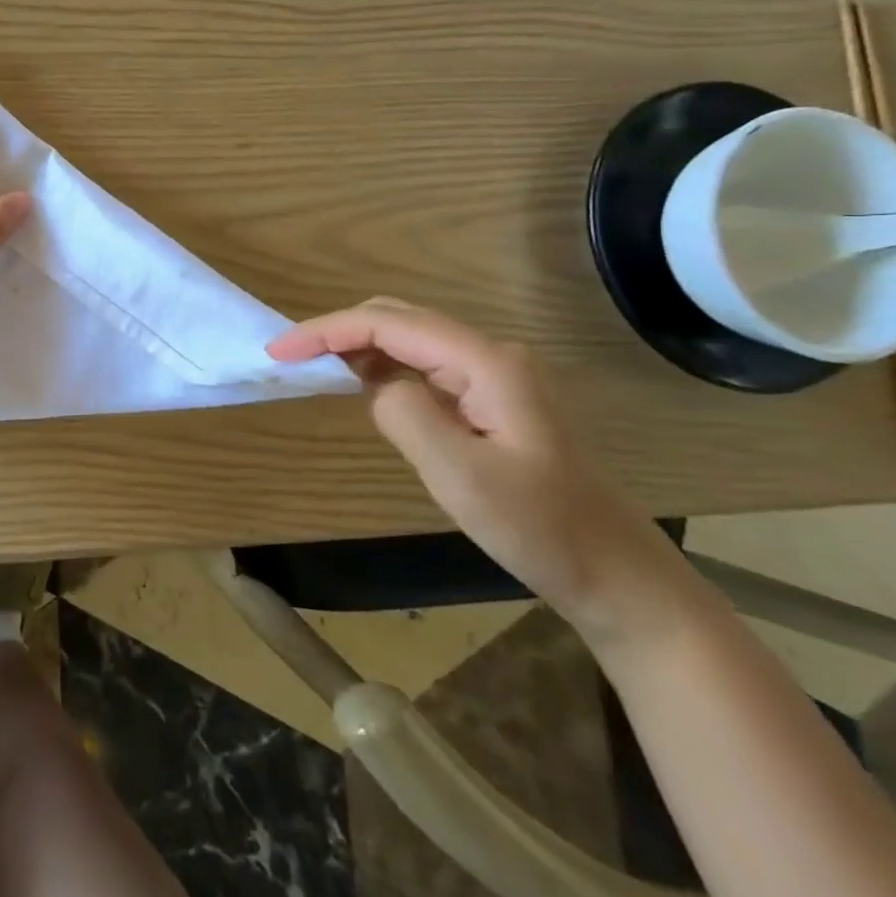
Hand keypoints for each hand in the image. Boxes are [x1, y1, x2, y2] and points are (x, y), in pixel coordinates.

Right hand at [267, 299, 695, 646]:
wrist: (616, 577)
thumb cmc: (540, 528)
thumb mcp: (459, 475)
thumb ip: (403, 414)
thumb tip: (373, 386)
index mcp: (485, 362)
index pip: (388, 324)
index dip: (327, 330)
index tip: (278, 351)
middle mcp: (488, 355)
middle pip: (397, 319)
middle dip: (337, 330)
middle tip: (287, 355)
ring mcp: (492, 376)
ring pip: (408, 340)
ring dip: (356, 345)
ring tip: (310, 365)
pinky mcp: (489, 400)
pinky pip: (422, 367)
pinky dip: (380, 366)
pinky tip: (359, 382)